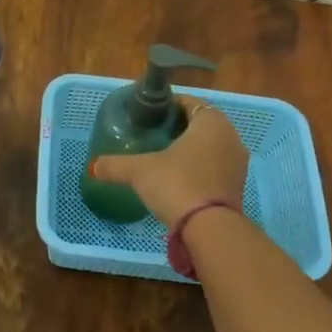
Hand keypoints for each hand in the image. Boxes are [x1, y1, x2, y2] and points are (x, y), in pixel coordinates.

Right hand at [89, 97, 248, 227]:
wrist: (209, 229)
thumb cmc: (176, 184)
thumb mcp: (140, 171)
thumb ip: (115, 165)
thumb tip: (93, 166)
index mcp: (211, 122)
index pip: (189, 102)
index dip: (168, 106)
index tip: (149, 116)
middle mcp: (230, 136)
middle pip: (201, 124)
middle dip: (179, 128)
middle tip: (153, 136)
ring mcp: (238, 162)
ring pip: (210, 146)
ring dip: (191, 149)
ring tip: (164, 158)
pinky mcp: (237, 185)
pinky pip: (215, 167)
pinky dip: (199, 168)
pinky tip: (179, 179)